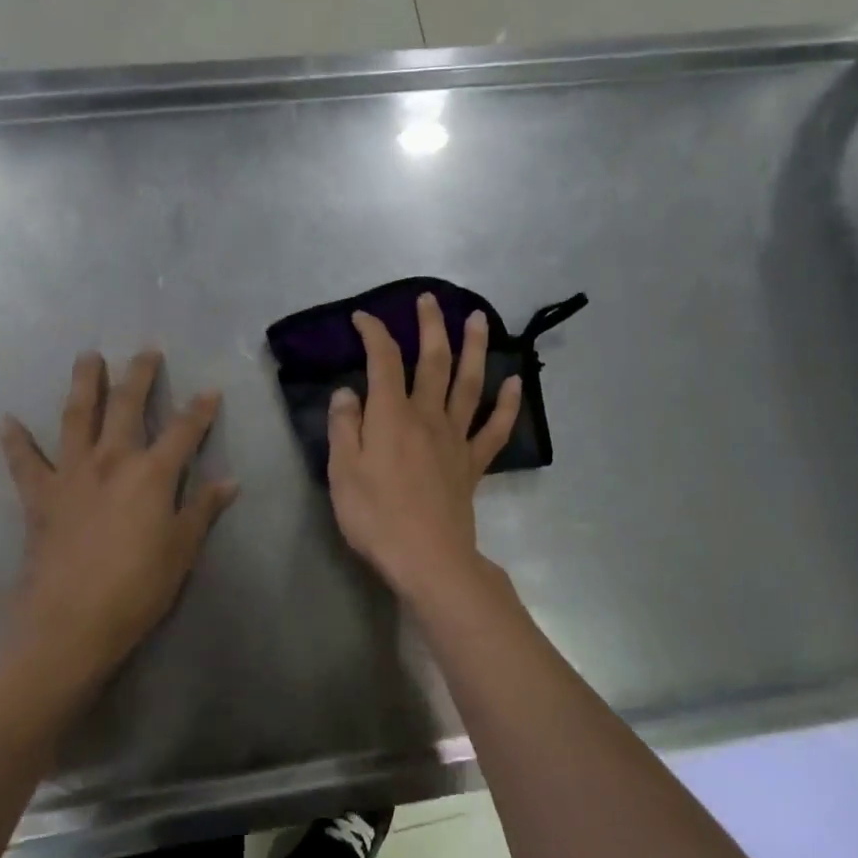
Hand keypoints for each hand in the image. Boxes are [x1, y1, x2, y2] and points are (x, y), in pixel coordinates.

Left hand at [0, 350, 237, 684]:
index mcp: (153, 474)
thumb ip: (203, 510)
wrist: (72, 621)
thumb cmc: (138, 588)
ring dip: (84, 384)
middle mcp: (112, 460)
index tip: (210, 389)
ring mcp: (71, 474)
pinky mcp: (39, 496)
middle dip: (139, 376)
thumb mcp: (182, 550)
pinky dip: (15, 441)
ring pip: (77, 417)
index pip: (184, 430)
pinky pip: (24, 462)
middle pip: (127, 406)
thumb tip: (230, 482)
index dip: (200, 409)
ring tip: (87, 357)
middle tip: (144, 351)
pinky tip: (7, 421)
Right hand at [327, 293, 521, 601]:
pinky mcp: (472, 463)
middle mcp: (427, 416)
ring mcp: (455, 438)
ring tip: (479, 319)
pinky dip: (507, 404)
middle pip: (433, 361)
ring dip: (475, 348)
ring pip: (469, 384)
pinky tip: (515, 382)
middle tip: (430, 300)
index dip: (374, 333)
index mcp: (392, 415)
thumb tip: (348, 391)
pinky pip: (494, 429)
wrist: (427, 558)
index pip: (383, 360)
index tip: (363, 318)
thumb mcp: (342, 471)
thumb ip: (345, 427)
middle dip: (431, 327)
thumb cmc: (376, 516)